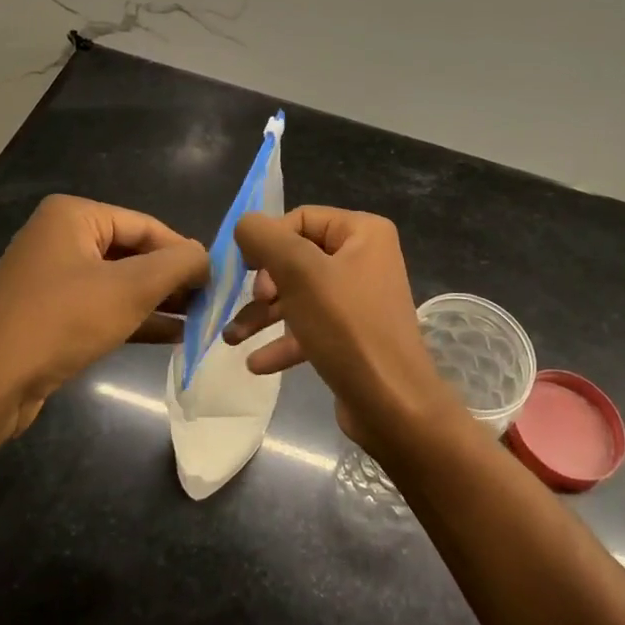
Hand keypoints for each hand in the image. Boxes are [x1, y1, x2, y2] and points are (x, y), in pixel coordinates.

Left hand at [0, 194, 207, 440]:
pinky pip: (102, 308)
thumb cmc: (60, 321)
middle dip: (171, 279)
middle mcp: (60, 239)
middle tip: (210, 303)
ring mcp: (52, 279)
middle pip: (133, 252)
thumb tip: (206, 257)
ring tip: (199, 321)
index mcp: (74, 216)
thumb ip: (178, 264)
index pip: (146, 225)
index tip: (217, 281)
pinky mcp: (49, 316)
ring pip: (119, 283)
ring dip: (158, 302)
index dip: (184, 252)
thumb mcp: (130, 288)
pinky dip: (135, 319)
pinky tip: (171, 336)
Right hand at [225, 206, 456, 456]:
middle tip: (255, 305)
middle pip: (297, 258)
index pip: (300, 219)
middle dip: (264, 284)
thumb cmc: (347, 327)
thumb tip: (246, 225)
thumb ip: (266, 239)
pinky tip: (256, 363)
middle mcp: (366, 259)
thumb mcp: (300, 273)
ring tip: (231, 339)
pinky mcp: (353, 336)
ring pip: (300, 295)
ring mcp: (360, 299)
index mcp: (363, 232)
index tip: (248, 273)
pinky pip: (311, 327)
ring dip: (264, 315)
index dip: (268, 242)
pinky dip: (284, 341)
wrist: (393, 405)